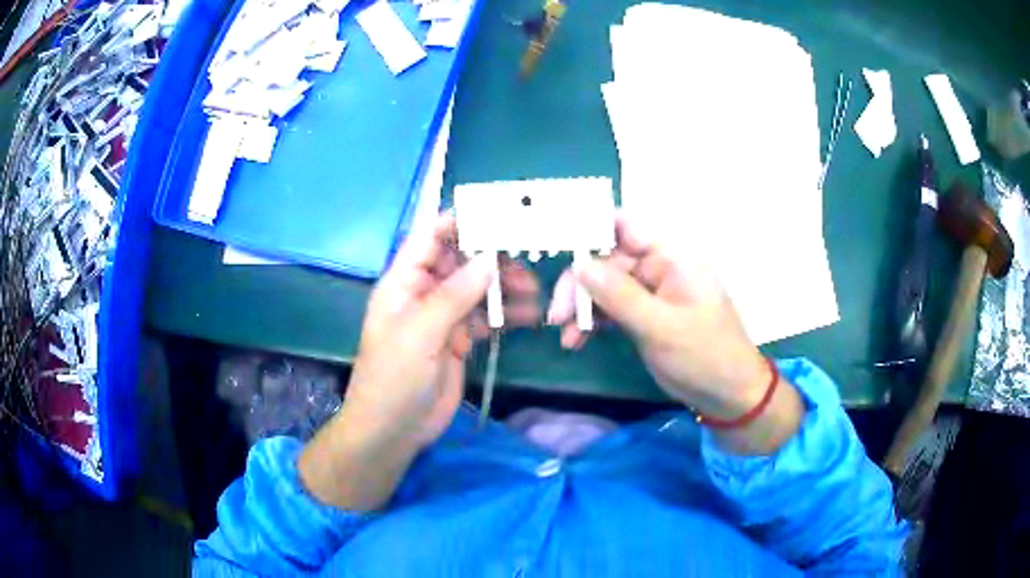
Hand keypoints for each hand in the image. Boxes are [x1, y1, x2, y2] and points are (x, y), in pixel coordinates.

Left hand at [299, 214, 539, 509]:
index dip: (459, 222)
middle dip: (492, 257)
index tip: (497, 214)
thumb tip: (489, 258)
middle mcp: (423, 293)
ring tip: (534, 291)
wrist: (393, 431)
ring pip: (477, 290)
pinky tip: (529, 316)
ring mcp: (442, 318)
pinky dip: (506, 315)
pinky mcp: (458, 340)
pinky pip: (485, 319)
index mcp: (403, 282)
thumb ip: (454, 295)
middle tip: (527, 258)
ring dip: (504, 287)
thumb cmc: (393, 379)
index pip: (429, 238)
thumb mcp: (419, 333)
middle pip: (460, 262)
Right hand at [548, 214, 801, 452]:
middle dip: (579, 285)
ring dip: (581, 307)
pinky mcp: (643, 315)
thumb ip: (620, 295)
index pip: (625, 227)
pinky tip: (576, 341)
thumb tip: (580, 263)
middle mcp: (658, 267)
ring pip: (603, 287)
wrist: (726, 393)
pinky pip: (610, 309)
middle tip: (558, 315)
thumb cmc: (703, 354)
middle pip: (606, 260)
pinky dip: (592, 323)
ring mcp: (649, 292)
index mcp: (671, 257)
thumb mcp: (660, 326)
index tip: (557, 245)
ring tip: (565, 335)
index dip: (590, 229)